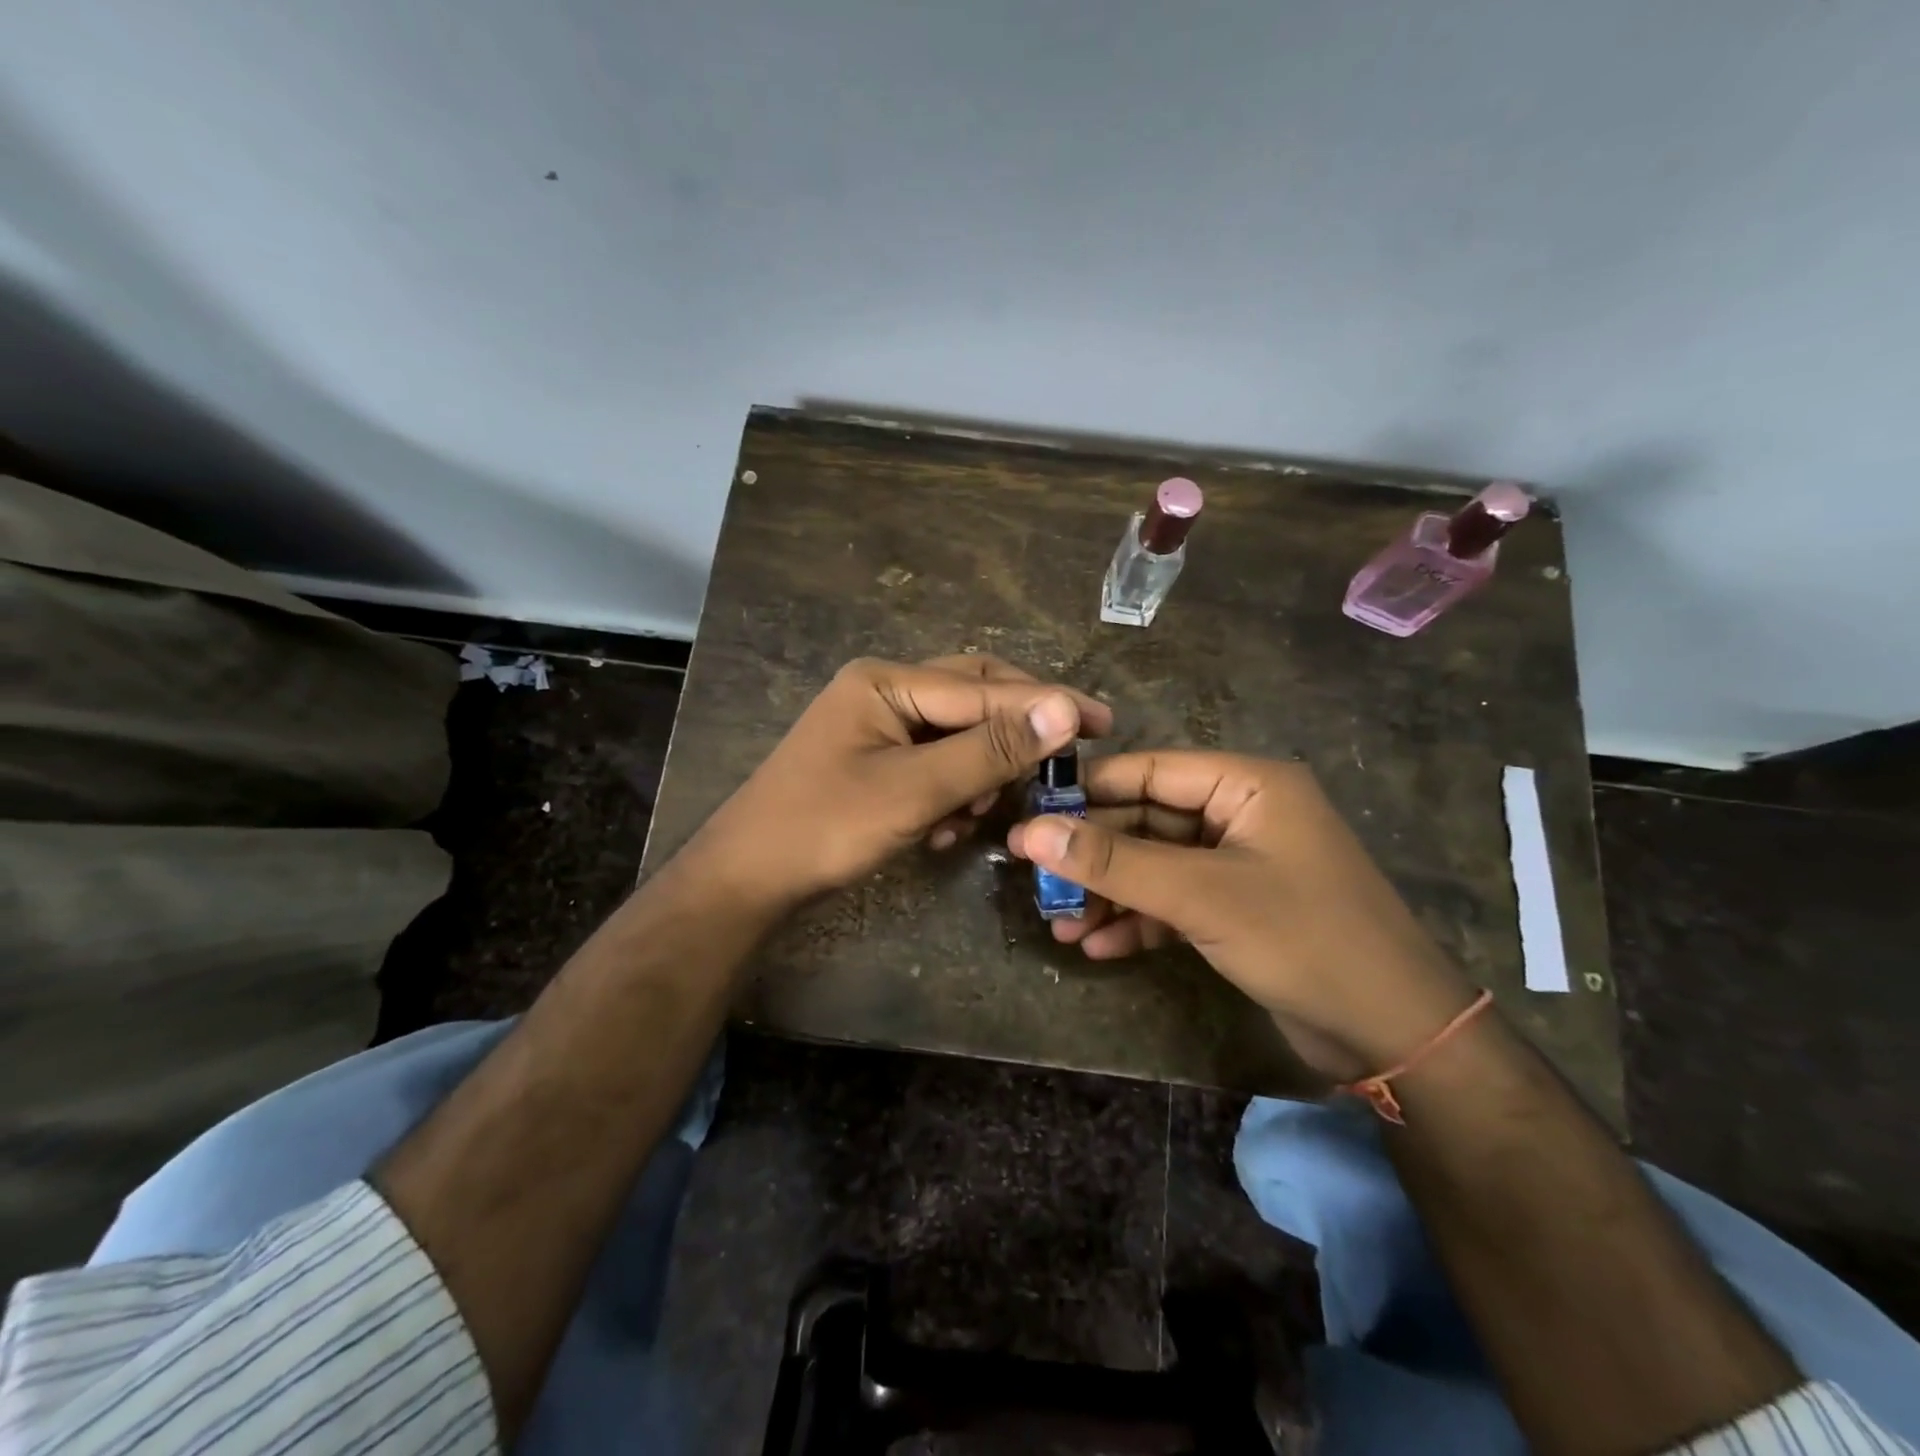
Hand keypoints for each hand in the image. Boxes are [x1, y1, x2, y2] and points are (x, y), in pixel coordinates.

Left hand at [694, 654, 1111, 907]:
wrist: (747, 879)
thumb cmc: (825, 828)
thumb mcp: (915, 790)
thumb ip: (990, 749)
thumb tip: (1065, 709)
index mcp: (887, 681)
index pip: (985, 687)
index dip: (1046, 705)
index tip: (1104, 722)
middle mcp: (883, 690)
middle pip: (972, 698)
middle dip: (1014, 734)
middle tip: (1063, 759)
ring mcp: (876, 725)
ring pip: (956, 734)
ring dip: (980, 771)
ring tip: (985, 811)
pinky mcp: (874, 761)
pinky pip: (932, 762)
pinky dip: (952, 790)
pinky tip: (949, 827)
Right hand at [1007, 750, 1474, 1076]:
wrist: (1395, 1036)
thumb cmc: (1303, 939)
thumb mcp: (1201, 895)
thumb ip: (1114, 862)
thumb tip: (1030, 833)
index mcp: (1248, 784)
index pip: (1151, 769)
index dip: (1089, 791)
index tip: (1029, 814)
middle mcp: (1242, 813)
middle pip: (1148, 819)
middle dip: (1095, 855)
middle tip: (1037, 880)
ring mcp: (1240, 863)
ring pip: (1156, 864)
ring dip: (1110, 893)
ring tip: (1060, 924)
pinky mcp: (1237, 908)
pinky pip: (1174, 900)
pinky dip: (1138, 920)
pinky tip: (1098, 947)